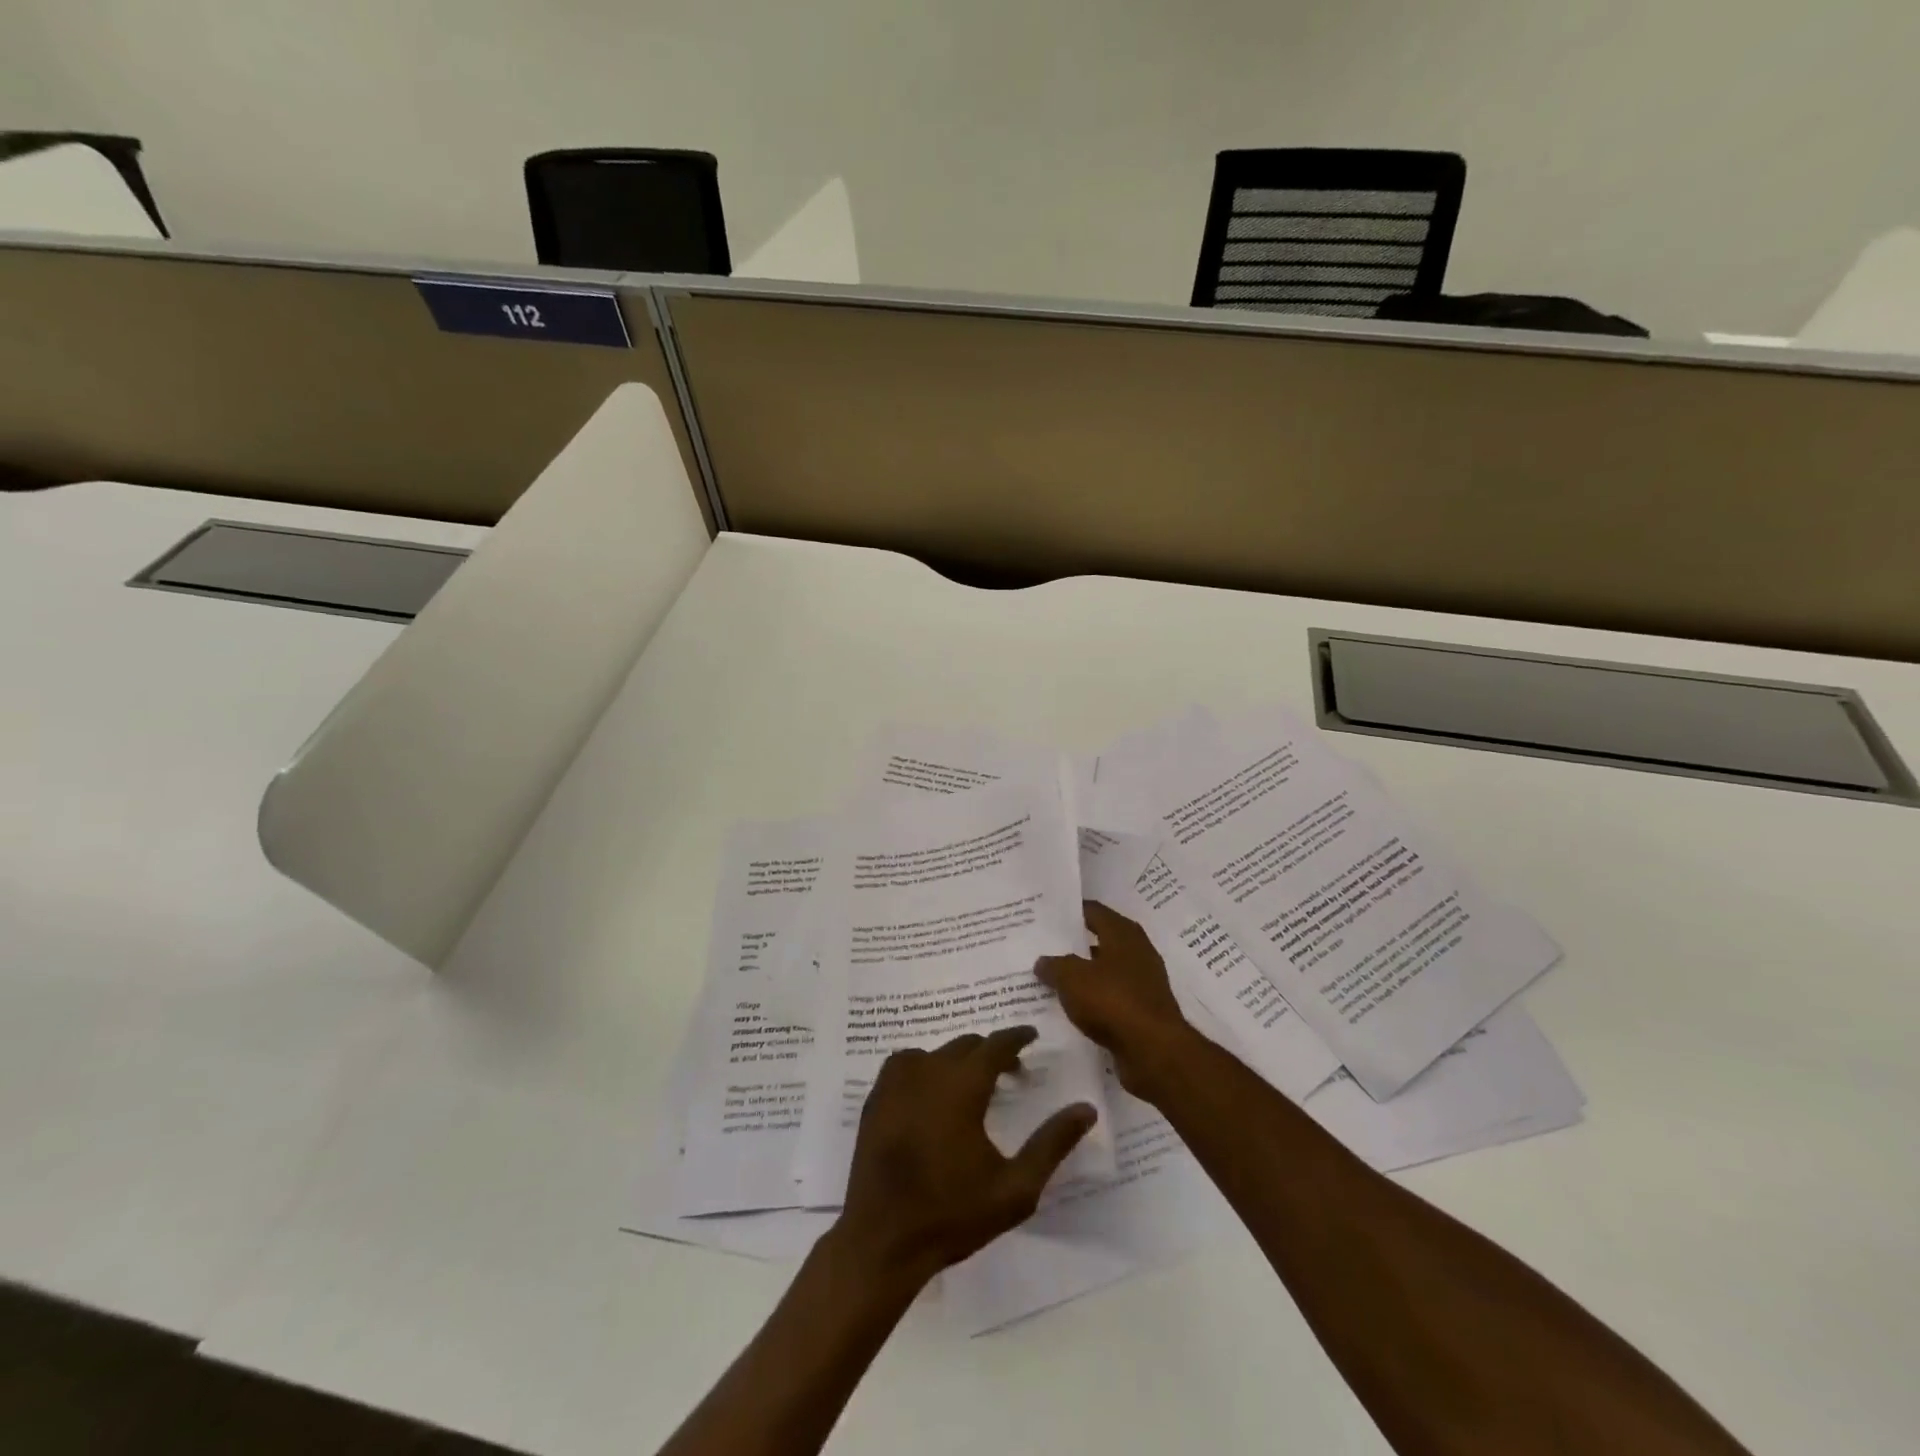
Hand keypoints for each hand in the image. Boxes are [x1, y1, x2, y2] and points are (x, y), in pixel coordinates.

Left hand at [835, 1027, 1096, 1285]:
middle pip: (966, 1045)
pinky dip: (925, 1067)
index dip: (1016, 1037)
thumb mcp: (1015, 1188)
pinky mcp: (875, 1098)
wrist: (882, 1241)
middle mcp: (927, 1071)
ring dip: (957, 1060)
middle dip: (991, 1052)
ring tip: (972, 1084)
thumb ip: (1052, 1144)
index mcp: (962, 1086)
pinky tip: (932, 1092)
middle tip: (1011, 1072)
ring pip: (935, 1053)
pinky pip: (905, 1065)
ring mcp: (895, 1082)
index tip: (1032, 1035)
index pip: (995, 1045)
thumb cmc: (952, 1215)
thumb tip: (1086, 1109)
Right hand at [1037, 900, 1197, 1098]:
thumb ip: (1055, 966)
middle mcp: (1137, 951)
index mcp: (1123, 933)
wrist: (1154, 1051)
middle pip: (1100, 940)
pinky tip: (1071, 1008)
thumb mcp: (1073, 978)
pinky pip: (1111, 998)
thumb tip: (1043, 962)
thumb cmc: (1113, 1001)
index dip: (1071, 912)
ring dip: (1083, 975)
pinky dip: (1093, 1000)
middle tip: (1044, 947)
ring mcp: (1143, 982)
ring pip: (1105, 971)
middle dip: (1074, 945)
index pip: (1093, 911)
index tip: (1047, 915)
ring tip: (1051, 978)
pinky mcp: (1143, 1011)